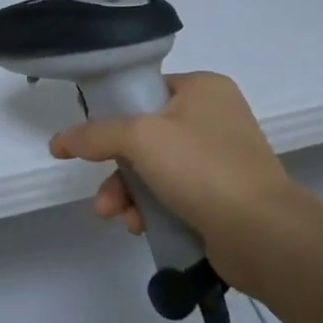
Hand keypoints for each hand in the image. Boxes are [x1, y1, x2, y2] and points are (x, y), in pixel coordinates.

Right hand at [48, 71, 322, 285]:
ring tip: (115, 216)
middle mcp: (213, 117)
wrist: (263, 235)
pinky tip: (140, 226)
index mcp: (203, 88)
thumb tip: (58, 141)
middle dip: (115, 168)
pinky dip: (151, 208)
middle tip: (100, 193)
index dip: (112, 113)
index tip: (88, 138)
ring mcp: (219, 158)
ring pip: (154, 169)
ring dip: (128, 193)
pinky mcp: (221, 196)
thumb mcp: (140, 138)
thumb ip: (94, 134)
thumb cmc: (202, 169)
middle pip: (144, 135)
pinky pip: (172, 194)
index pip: (144, 90)